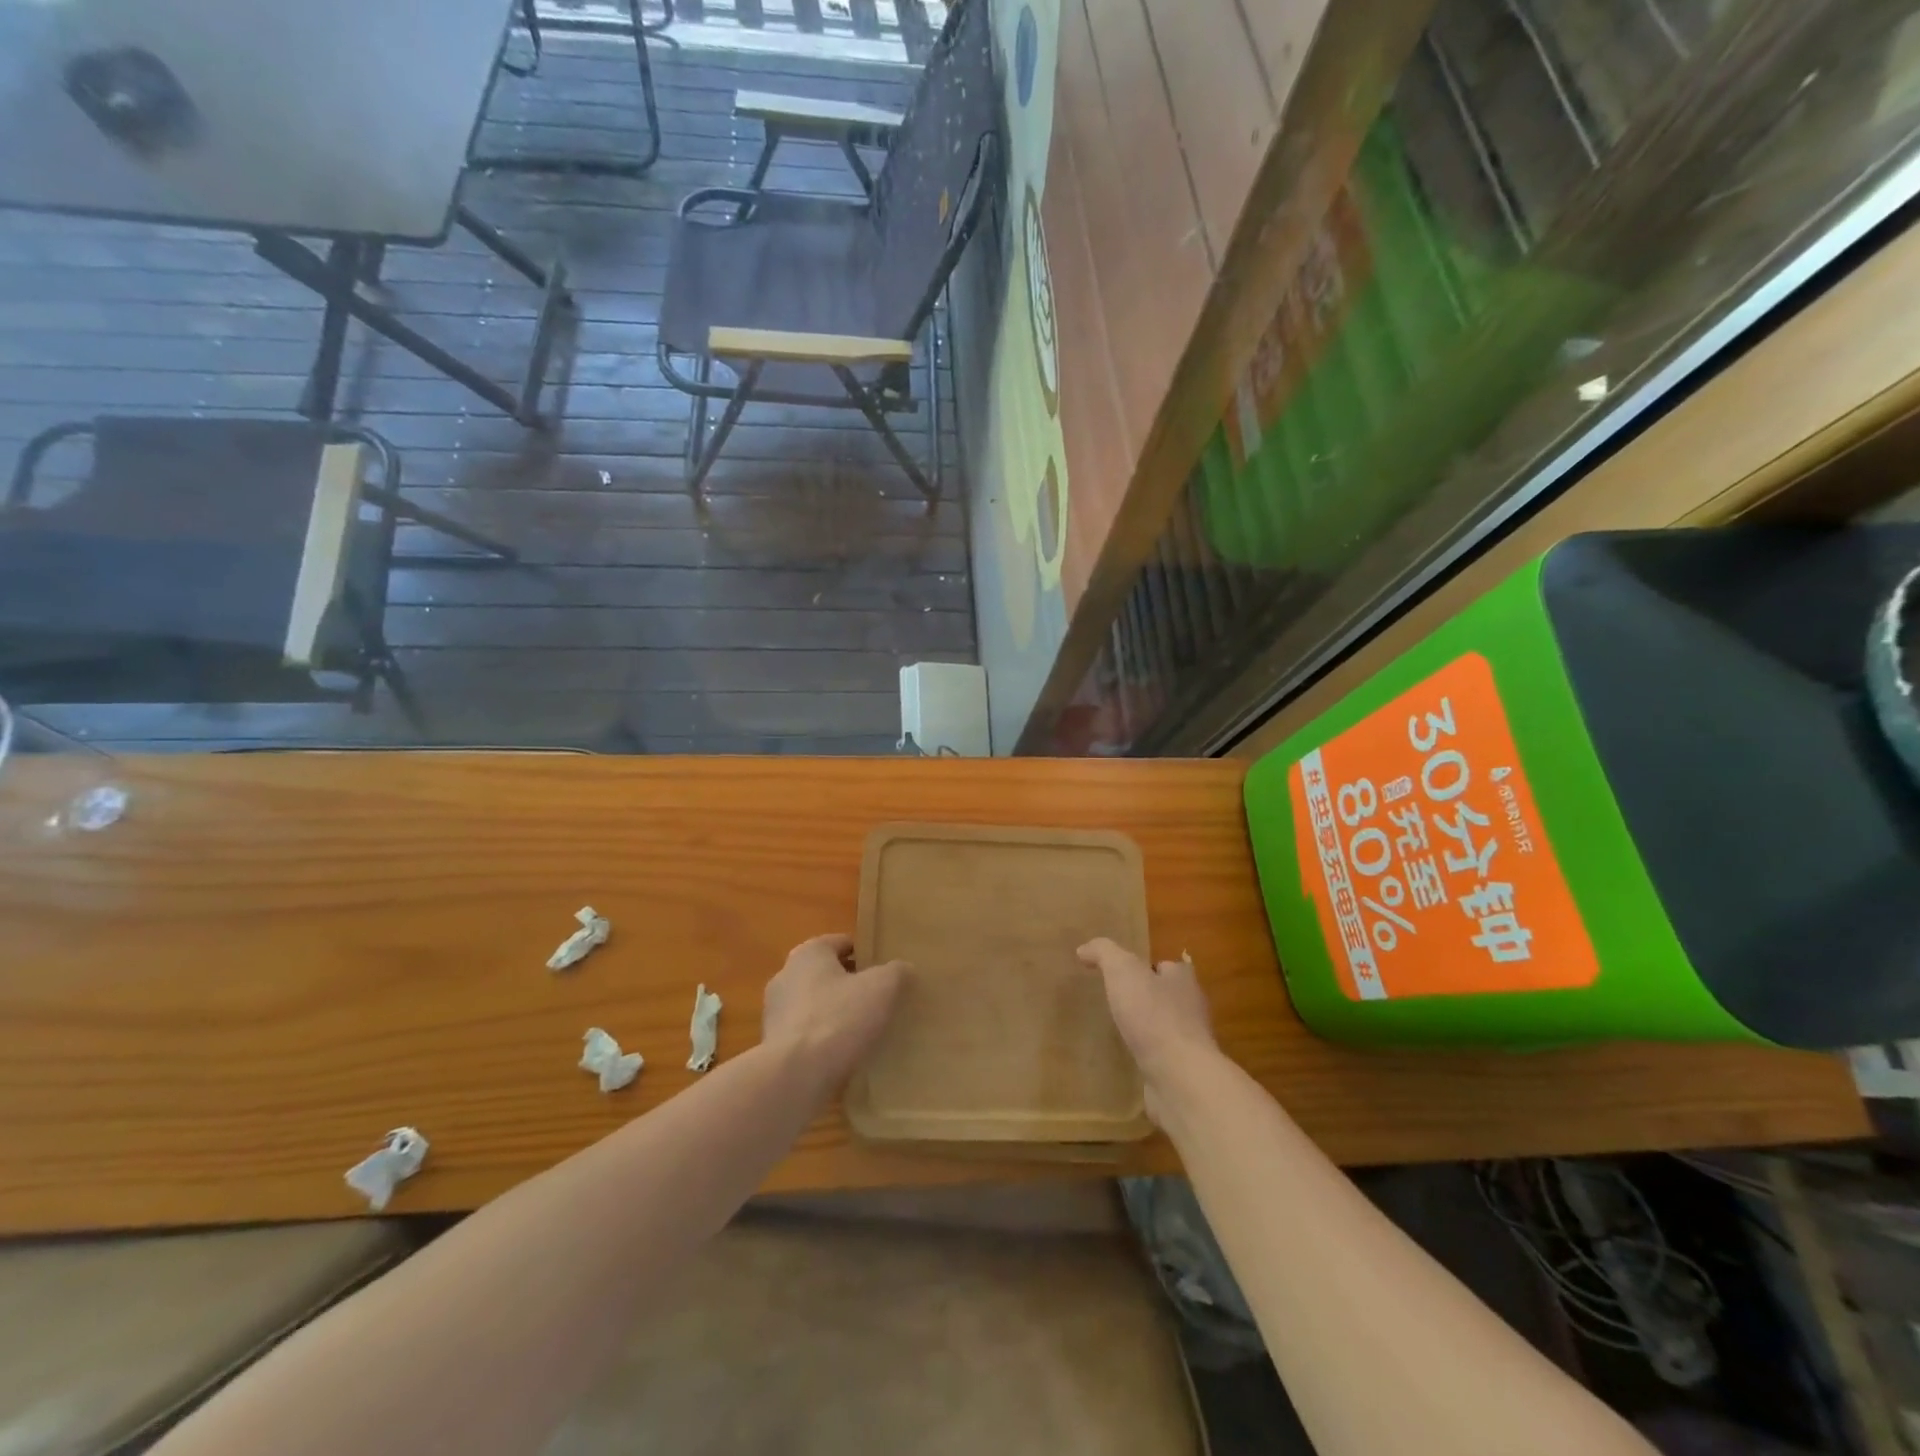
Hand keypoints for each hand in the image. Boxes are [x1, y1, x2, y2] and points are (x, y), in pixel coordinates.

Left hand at [761, 933, 906, 1092]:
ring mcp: (775, 1013)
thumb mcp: (882, 988)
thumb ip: (896, 972)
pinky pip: (807, 1036)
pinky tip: (845, 1056)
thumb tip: (903, 969)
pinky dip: (824, 1041)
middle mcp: (786, 976)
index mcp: (808, 953)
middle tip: (881, 1000)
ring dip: (837, 1015)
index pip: (842, 943)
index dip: (866, 954)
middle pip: (828, 974)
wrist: (795, 1077)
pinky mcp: (774, 1046)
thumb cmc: (838, 1019)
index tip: (887, 971)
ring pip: (816, 1006)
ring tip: (866, 1032)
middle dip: (851, 985)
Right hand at [1077, 938, 1217, 1115]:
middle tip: (1115, 1000)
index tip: (1123, 973)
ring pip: (1164, 1028)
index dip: (1147, 966)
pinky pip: (1160, 1058)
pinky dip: (1146, 1056)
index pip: (1168, 966)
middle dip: (1145, 997)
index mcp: (1183, 980)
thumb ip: (1104, 953)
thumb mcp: (1123, 971)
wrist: (1179, 1078)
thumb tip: (1084, 949)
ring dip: (1145, 1029)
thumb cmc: (1154, 1016)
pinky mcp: (1181, 1073)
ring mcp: (1189, 1044)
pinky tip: (1126, 1058)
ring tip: (1115, 1029)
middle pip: (1167, 996)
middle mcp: (1191, 1009)